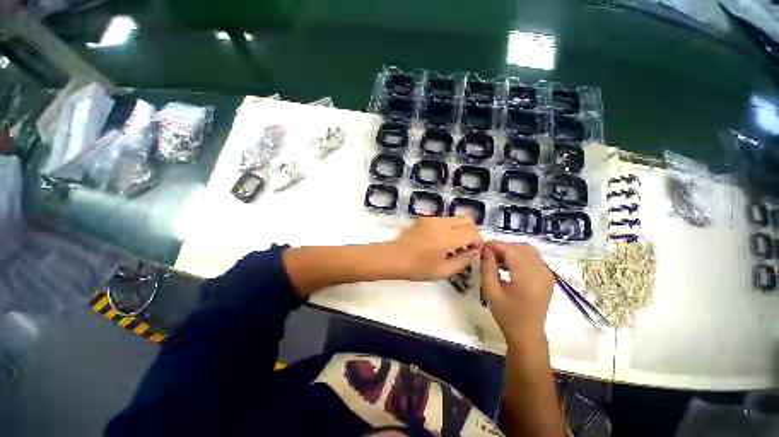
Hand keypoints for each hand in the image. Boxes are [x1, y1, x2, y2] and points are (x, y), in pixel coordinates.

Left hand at [385, 216, 482, 280]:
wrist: (393, 258)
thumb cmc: (417, 269)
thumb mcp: (443, 271)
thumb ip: (463, 260)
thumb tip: (475, 250)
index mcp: (445, 238)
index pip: (473, 232)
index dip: (478, 242)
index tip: (473, 252)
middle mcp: (440, 224)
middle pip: (467, 219)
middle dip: (472, 233)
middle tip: (465, 247)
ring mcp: (431, 219)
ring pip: (456, 218)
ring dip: (461, 229)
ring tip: (453, 245)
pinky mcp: (425, 218)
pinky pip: (445, 219)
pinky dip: (450, 228)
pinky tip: (441, 241)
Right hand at [480, 241, 553, 345]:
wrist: (527, 334)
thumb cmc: (507, 315)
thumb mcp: (491, 291)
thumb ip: (488, 268)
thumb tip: (486, 250)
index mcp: (528, 277)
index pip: (511, 251)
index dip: (495, 245)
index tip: (481, 246)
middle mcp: (542, 272)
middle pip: (521, 248)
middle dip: (503, 247)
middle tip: (487, 254)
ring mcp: (547, 274)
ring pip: (528, 251)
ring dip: (511, 251)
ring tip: (496, 259)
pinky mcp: (547, 277)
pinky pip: (533, 259)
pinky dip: (519, 257)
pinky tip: (507, 265)